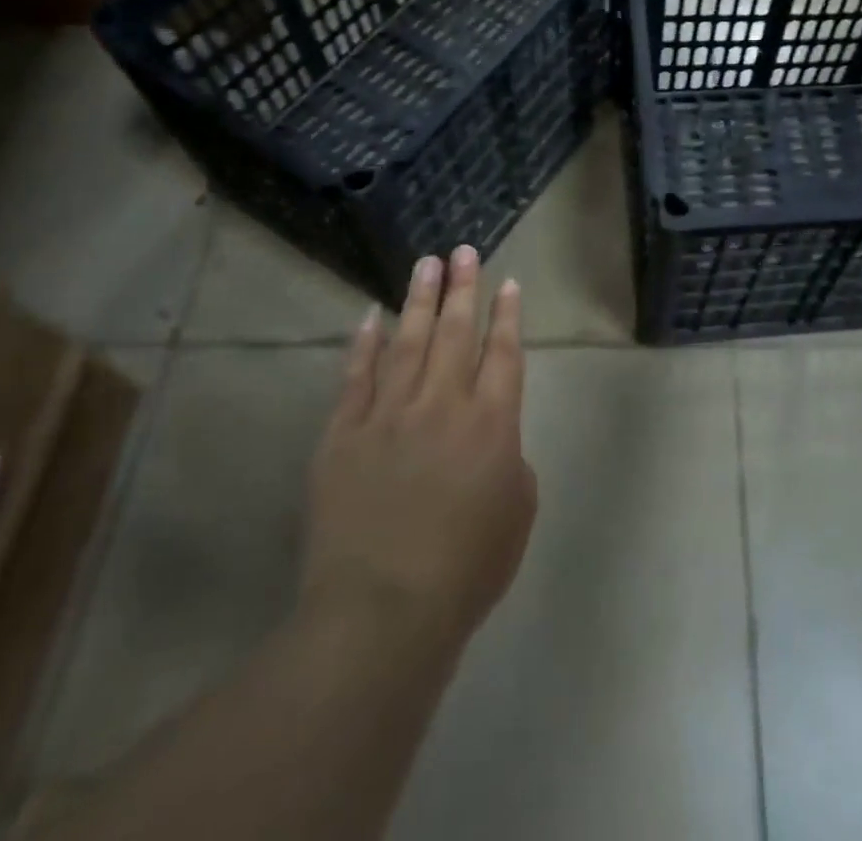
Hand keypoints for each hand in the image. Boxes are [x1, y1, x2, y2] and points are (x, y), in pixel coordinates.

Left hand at [300, 247, 537, 642]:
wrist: (381, 611)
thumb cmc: (465, 569)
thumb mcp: (517, 513)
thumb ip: (511, 463)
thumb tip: (492, 440)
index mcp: (492, 422)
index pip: (503, 353)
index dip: (507, 315)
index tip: (508, 283)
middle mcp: (442, 404)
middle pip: (455, 332)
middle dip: (463, 288)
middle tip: (464, 251)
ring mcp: (388, 414)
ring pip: (407, 342)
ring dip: (418, 300)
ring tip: (426, 264)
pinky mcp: (343, 434)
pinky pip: (355, 377)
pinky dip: (363, 345)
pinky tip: (370, 317)